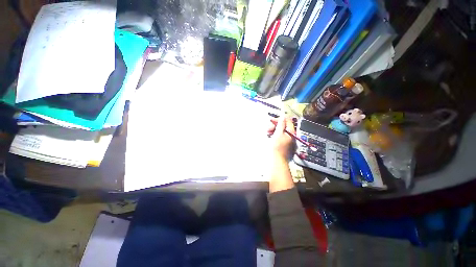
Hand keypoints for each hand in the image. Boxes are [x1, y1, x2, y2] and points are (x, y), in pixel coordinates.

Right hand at [267, 116, 295, 158]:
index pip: (287, 121)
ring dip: (274, 131)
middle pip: (283, 126)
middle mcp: (291, 136)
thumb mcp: (278, 134)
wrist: (276, 161)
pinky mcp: (284, 145)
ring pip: (281, 132)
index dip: (279, 119)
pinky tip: (270, 138)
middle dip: (275, 126)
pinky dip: (275, 136)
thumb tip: (283, 116)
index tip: (271, 121)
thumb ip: (280, 124)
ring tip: (268, 134)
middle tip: (268, 130)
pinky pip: (280, 137)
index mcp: (291, 133)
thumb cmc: (276, 147)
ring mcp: (288, 141)